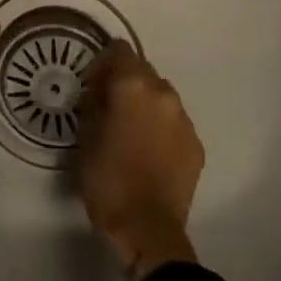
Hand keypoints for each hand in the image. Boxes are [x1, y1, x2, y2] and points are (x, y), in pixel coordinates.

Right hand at [77, 39, 204, 279]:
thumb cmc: (108, 180)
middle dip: (124, 82)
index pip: (119, 50)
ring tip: (129, 130)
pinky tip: (148, 151)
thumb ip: (92, 105)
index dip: (102, 63)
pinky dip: (160, 127)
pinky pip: (174, 122)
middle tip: (107, 107)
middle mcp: (163, 94)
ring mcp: (184, 119)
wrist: (149, 230)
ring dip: (144, 104)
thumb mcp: (85, 138)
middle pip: (142, 70)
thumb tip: (97, 94)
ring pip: (160, 96)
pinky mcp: (196, 145)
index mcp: (133, 86)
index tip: (90, 86)